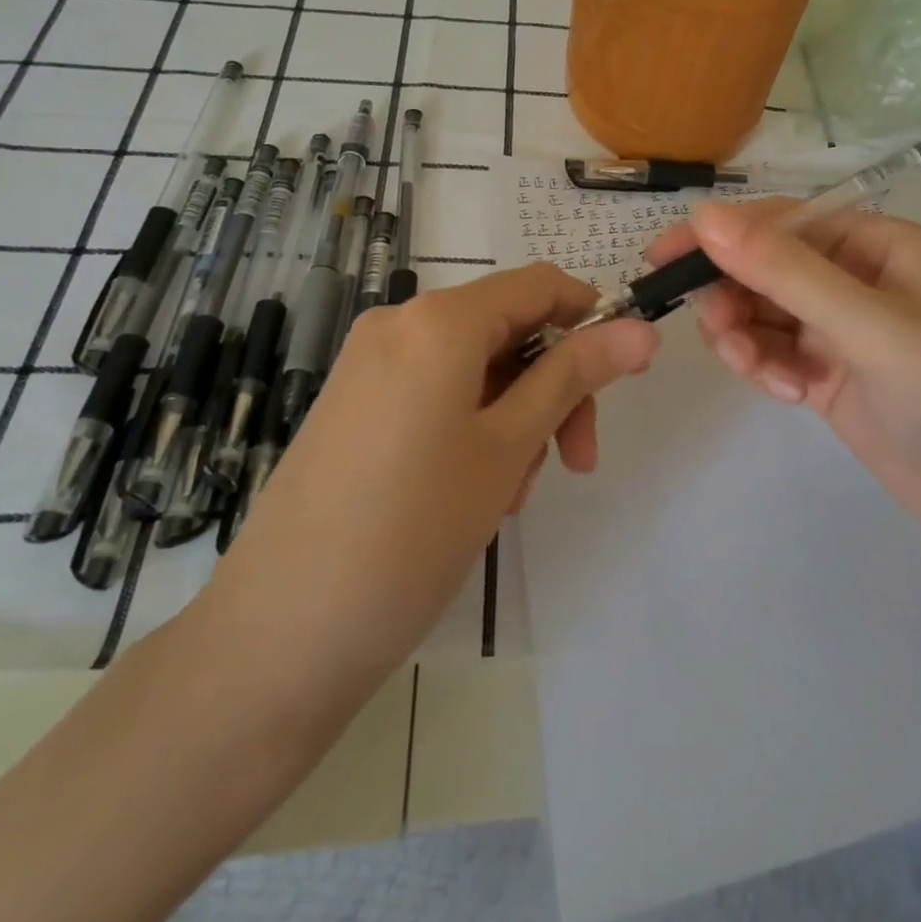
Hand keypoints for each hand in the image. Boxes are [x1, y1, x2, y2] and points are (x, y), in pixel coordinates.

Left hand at [207, 264, 656, 683]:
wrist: (278, 636)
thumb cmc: (412, 531)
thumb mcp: (509, 447)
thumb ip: (575, 376)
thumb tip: (642, 330)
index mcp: (439, 320)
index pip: (540, 286)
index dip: (591, 319)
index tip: (622, 377)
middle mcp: (399, 324)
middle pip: (508, 329)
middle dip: (552, 386)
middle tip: (573, 461)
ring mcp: (369, 364)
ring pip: (475, 366)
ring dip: (514, 415)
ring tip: (510, 493)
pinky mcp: (353, 403)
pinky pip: (435, 391)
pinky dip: (471, 425)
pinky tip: (471, 491)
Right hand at [649, 200, 920, 559]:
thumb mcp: (867, 326)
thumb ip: (783, 271)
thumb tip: (703, 215)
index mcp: (875, 243)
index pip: (781, 221)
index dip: (721, 234)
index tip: (663, 258)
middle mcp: (854, 278)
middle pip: (765, 267)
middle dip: (734, 296)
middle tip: (718, 332)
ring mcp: (841, 330)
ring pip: (762, 313)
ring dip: (745, 337)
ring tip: (759, 372)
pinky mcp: (830, 376)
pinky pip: (775, 353)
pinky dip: (767, 368)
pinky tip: (790, 395)